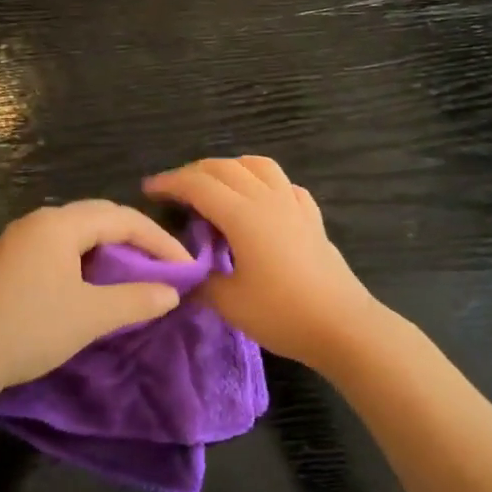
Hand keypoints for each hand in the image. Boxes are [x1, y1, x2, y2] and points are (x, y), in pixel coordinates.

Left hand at [0, 200, 191, 395]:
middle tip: (164, 267)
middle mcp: (39, 222)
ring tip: (135, 276)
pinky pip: (59, 249)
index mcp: (60, 224)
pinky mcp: (8, 262)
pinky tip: (93, 285)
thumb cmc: (28, 329)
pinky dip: (86, 261)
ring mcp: (19, 240)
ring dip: (111, 250)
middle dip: (137, 240)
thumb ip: (136, 300)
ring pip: (78, 234)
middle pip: (100, 218)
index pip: (123, 219)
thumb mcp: (90, 316)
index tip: (186, 268)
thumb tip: (171, 293)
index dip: (159, 241)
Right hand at [143, 156, 382, 371]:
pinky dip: (264, 182)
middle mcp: (267, 198)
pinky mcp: (312, 218)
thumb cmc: (282, 313)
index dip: (170, 183)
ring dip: (231, 168)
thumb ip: (200, 282)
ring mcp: (293, 204)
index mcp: (242, 214)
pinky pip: (285, 185)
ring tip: (215, 186)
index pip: (198, 185)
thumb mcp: (229, 303)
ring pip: (258, 166)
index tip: (149, 190)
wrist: (342, 325)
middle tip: (174, 190)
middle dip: (194, 172)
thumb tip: (182, 275)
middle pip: (225, 167)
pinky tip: (260, 201)